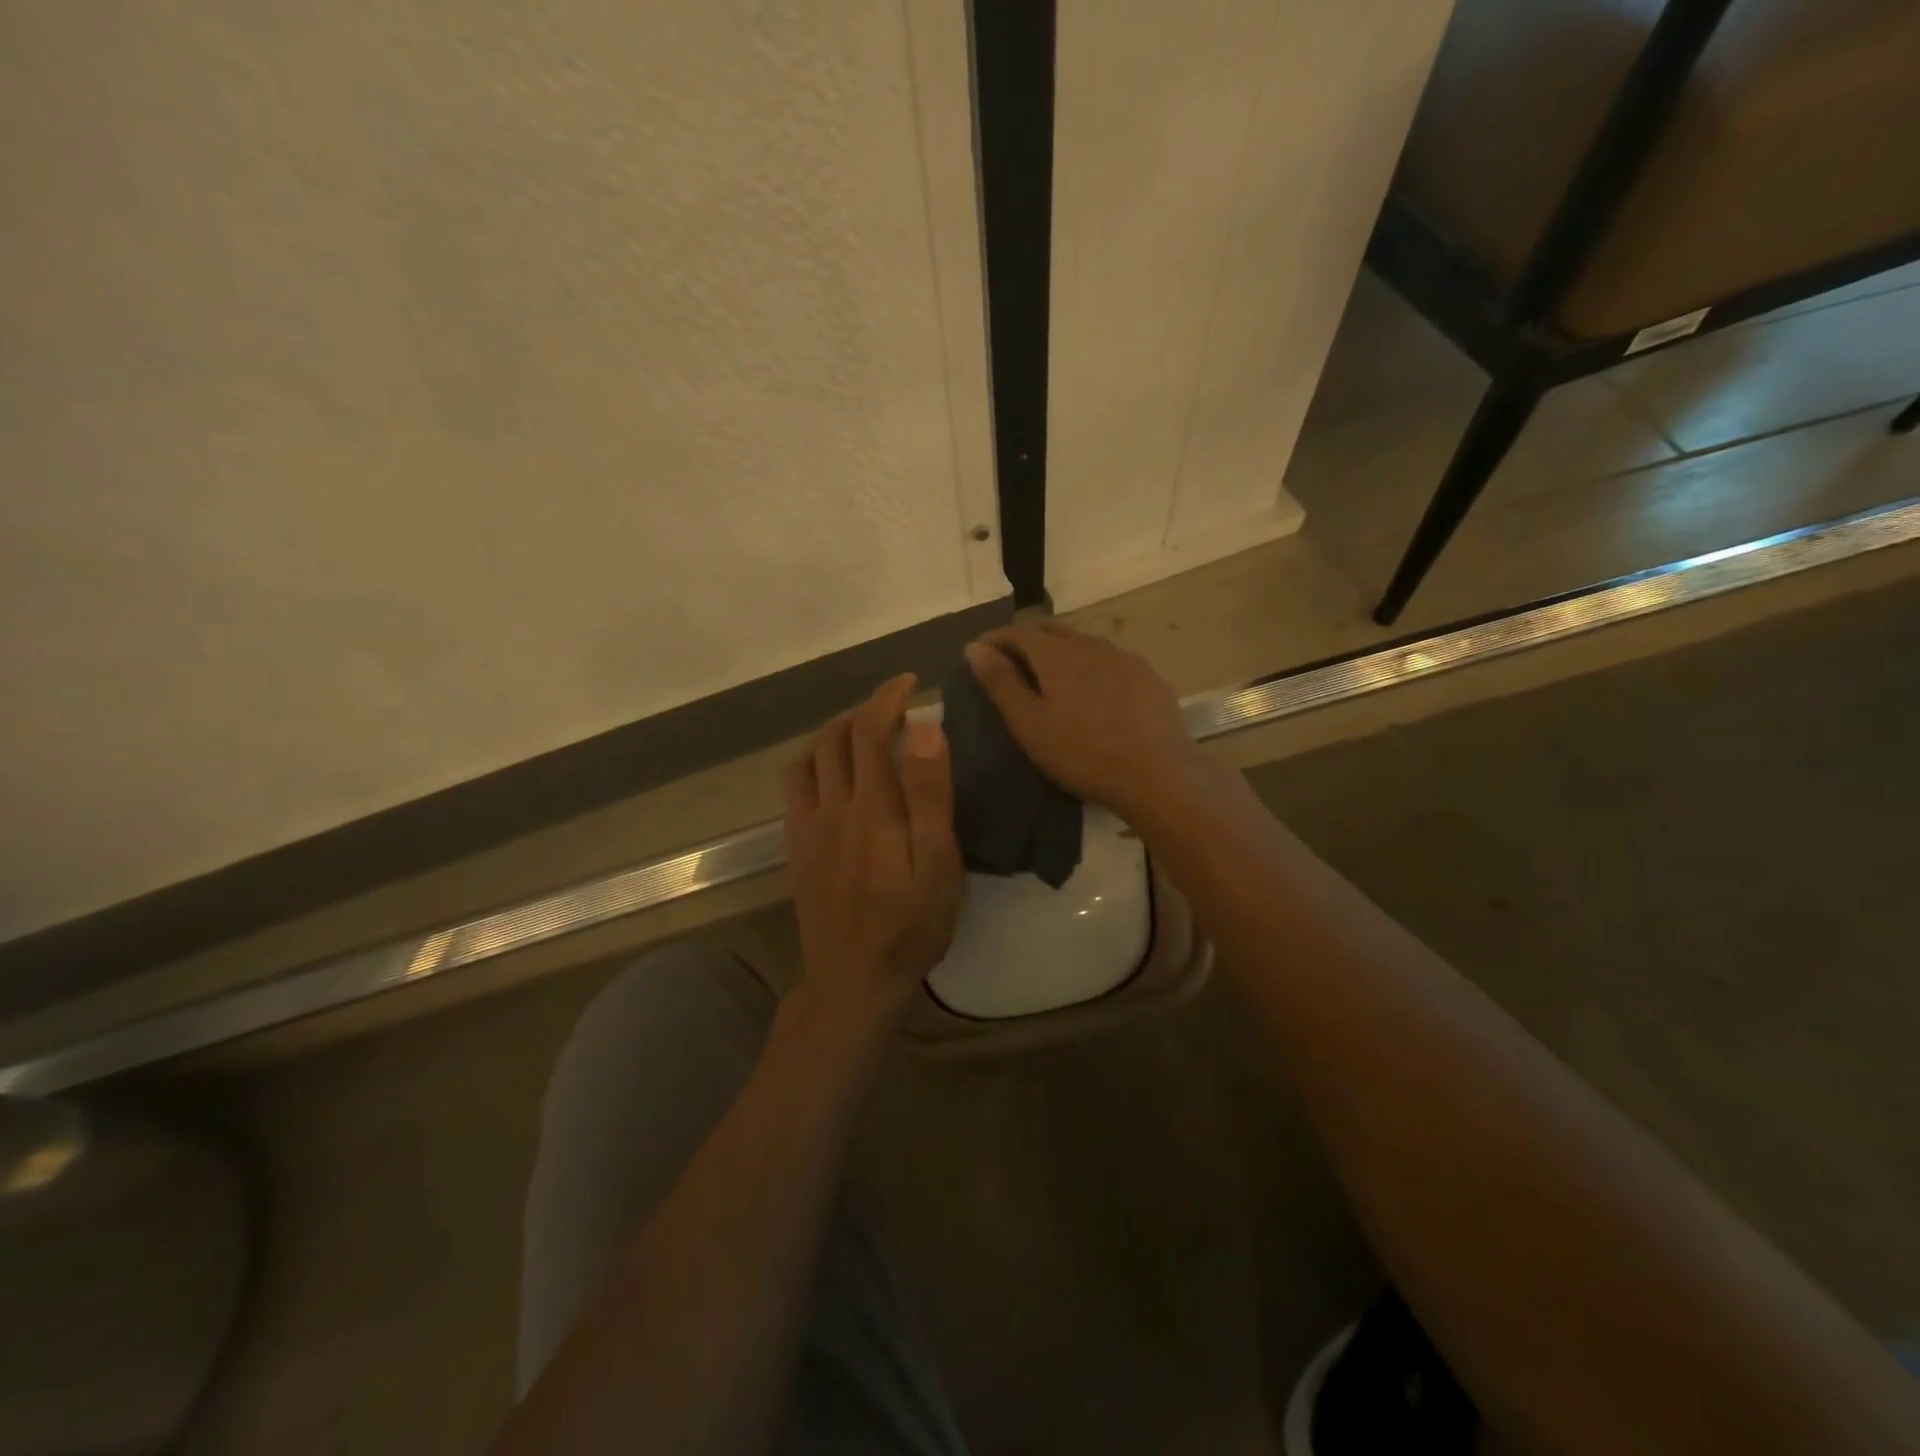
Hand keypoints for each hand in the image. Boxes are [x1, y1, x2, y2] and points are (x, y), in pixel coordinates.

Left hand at [782, 674, 964, 1032]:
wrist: (854, 980)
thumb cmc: (910, 925)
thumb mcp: (938, 863)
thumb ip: (930, 794)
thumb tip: (925, 728)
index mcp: (871, 805)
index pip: (870, 729)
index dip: (886, 697)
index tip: (909, 683)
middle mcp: (832, 806)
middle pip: (835, 738)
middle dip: (863, 711)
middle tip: (894, 709)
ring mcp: (808, 828)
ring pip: (808, 759)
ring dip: (833, 734)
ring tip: (861, 735)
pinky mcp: (797, 850)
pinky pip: (794, 789)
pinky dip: (811, 764)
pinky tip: (830, 777)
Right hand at [964, 623, 1206, 822]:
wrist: (1158, 774)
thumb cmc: (1082, 753)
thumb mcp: (1029, 724)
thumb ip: (1000, 682)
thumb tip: (975, 646)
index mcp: (1056, 654)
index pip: (1018, 632)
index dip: (995, 639)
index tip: (979, 652)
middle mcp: (1090, 644)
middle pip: (1051, 631)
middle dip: (1026, 640)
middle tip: (1010, 661)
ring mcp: (1124, 658)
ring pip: (1082, 643)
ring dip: (1060, 651)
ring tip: (1050, 676)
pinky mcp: (1148, 676)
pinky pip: (1109, 660)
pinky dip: (1090, 666)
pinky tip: (1094, 690)